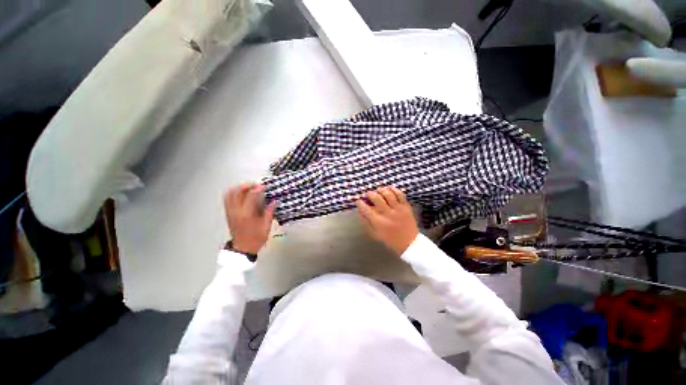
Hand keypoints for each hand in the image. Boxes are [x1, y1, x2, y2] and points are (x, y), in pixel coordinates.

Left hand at [224, 183, 275, 254]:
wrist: (243, 248)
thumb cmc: (256, 239)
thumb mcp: (266, 226)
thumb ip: (269, 212)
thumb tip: (274, 201)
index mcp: (246, 215)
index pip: (250, 196)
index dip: (257, 189)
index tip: (263, 187)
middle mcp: (236, 212)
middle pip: (236, 192)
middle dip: (246, 186)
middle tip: (255, 185)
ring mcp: (230, 212)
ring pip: (229, 194)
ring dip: (238, 188)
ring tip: (248, 188)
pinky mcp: (228, 214)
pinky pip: (227, 199)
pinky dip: (233, 193)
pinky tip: (241, 194)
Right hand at [356, 186, 418, 254]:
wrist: (410, 243)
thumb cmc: (390, 240)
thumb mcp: (375, 234)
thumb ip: (367, 222)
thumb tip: (361, 211)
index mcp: (379, 222)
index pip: (366, 209)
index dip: (360, 203)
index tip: (358, 201)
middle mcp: (388, 214)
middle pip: (376, 198)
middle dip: (369, 194)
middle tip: (368, 194)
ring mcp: (398, 209)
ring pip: (387, 194)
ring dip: (381, 190)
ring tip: (378, 190)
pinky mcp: (406, 207)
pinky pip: (400, 194)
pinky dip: (394, 189)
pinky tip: (389, 189)